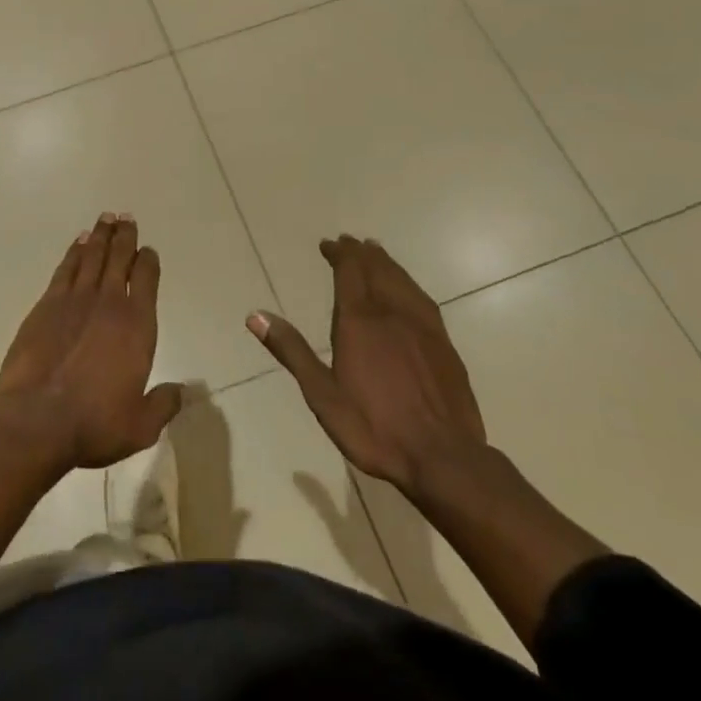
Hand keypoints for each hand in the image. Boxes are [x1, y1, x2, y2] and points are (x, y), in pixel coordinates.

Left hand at [0, 212, 182, 470]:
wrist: (37, 420)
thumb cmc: (94, 424)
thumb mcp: (140, 426)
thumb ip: (163, 404)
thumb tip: (183, 391)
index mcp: (138, 326)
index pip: (147, 279)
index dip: (149, 260)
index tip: (148, 250)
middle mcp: (110, 303)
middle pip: (120, 258)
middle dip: (125, 236)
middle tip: (126, 217)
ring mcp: (76, 299)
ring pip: (92, 256)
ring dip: (101, 236)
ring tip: (106, 218)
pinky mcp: (47, 304)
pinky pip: (66, 268)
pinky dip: (74, 251)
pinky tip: (79, 242)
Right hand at [249, 235, 487, 497]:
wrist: (444, 458)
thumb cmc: (375, 428)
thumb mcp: (322, 395)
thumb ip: (292, 351)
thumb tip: (255, 316)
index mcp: (359, 321)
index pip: (349, 270)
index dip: (339, 253)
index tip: (329, 244)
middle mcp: (391, 312)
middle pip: (376, 269)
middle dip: (361, 253)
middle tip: (349, 242)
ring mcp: (422, 326)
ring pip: (401, 280)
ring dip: (385, 263)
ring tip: (376, 253)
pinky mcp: (444, 344)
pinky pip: (422, 299)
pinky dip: (408, 283)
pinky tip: (408, 290)